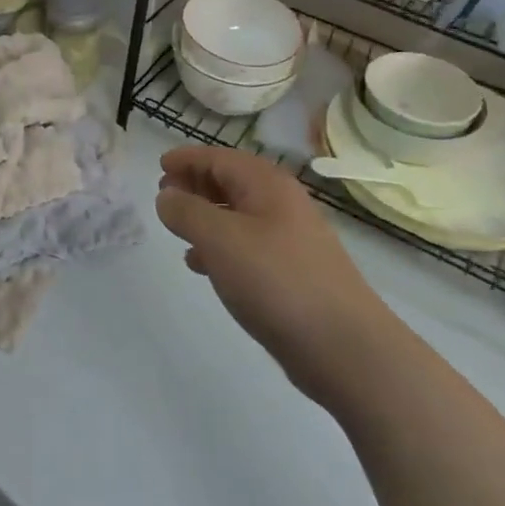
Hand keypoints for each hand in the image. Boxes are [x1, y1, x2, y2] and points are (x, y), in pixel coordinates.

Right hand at [155, 146, 382, 399]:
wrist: (345, 348)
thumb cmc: (277, 281)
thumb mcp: (220, 239)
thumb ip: (187, 212)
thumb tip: (167, 196)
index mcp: (267, 185)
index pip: (220, 158)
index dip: (188, 158)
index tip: (159, 165)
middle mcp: (281, 204)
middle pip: (231, 181)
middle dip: (196, 184)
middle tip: (164, 194)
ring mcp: (290, 240)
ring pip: (238, 215)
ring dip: (206, 216)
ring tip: (177, 230)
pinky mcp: (292, 273)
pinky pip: (247, 246)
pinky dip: (221, 247)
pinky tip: (202, 266)